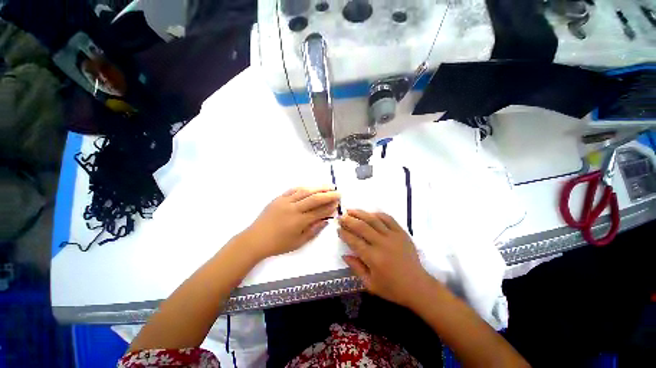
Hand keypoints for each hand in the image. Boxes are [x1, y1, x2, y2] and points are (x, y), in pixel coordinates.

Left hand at [245, 186, 339, 259]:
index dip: (330, 207)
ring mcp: (285, 202)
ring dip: (318, 188)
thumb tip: (326, 221)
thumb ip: (313, 231)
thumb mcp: (298, 242)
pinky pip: (293, 190)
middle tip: (338, 192)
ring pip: (305, 191)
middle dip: (328, 195)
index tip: (338, 204)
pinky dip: (304, 187)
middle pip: (314, 198)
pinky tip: (310, 187)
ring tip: (328, 186)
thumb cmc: (278, 244)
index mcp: (299, 221)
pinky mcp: (278, 198)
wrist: (255, 239)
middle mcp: (293, 209)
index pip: (319, 211)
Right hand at [338, 209, 432, 307]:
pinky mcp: (401, 232)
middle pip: (362, 226)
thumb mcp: (370, 284)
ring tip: (350, 210)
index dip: (344, 233)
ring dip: (360, 213)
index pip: (354, 241)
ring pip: (373, 219)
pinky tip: (370, 213)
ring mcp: (393, 236)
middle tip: (341, 217)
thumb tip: (344, 254)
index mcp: (373, 258)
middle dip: (348, 220)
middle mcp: (382, 243)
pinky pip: (388, 218)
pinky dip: (377, 214)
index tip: (338, 229)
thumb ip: (356, 268)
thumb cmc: (392, 288)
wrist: (418, 286)